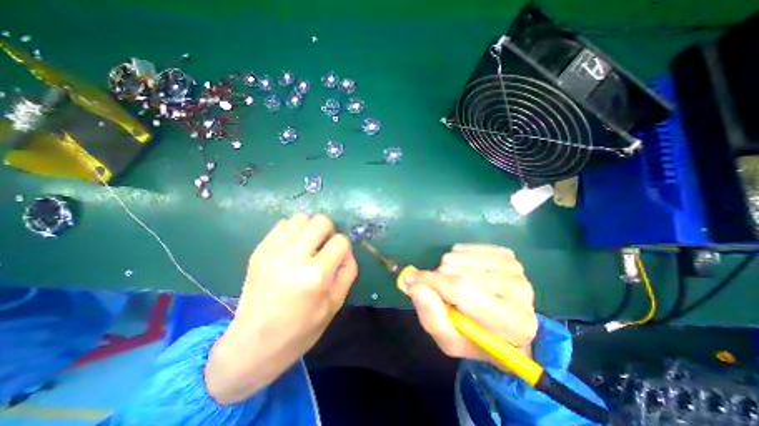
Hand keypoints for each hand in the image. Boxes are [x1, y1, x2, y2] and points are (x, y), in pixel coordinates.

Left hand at [206, 215, 356, 403]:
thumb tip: (346, 250)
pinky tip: (292, 246)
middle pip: (321, 221)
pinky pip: (282, 224)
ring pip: (301, 217)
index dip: (344, 248)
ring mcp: (272, 252)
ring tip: (308, 245)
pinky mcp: (259, 250)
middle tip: (324, 247)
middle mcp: (293, 258)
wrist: (252, 345)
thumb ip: (347, 272)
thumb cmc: (300, 330)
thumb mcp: (334, 305)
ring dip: (310, 228)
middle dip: (329, 231)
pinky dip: (293, 230)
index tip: (337, 258)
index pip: (340, 241)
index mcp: (314, 276)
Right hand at [405, 244, 535, 367]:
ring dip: (447, 268)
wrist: (507, 328)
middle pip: (459, 270)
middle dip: (439, 279)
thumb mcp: (450, 340)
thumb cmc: (477, 338)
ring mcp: (515, 268)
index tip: (409, 278)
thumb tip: (414, 286)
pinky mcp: (507, 255)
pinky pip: (465, 247)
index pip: (463, 290)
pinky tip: (464, 272)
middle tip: (441, 292)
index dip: (432, 282)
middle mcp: (519, 291)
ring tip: (454, 284)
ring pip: (459, 255)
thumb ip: (431, 316)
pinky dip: (457, 258)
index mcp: (511, 323)